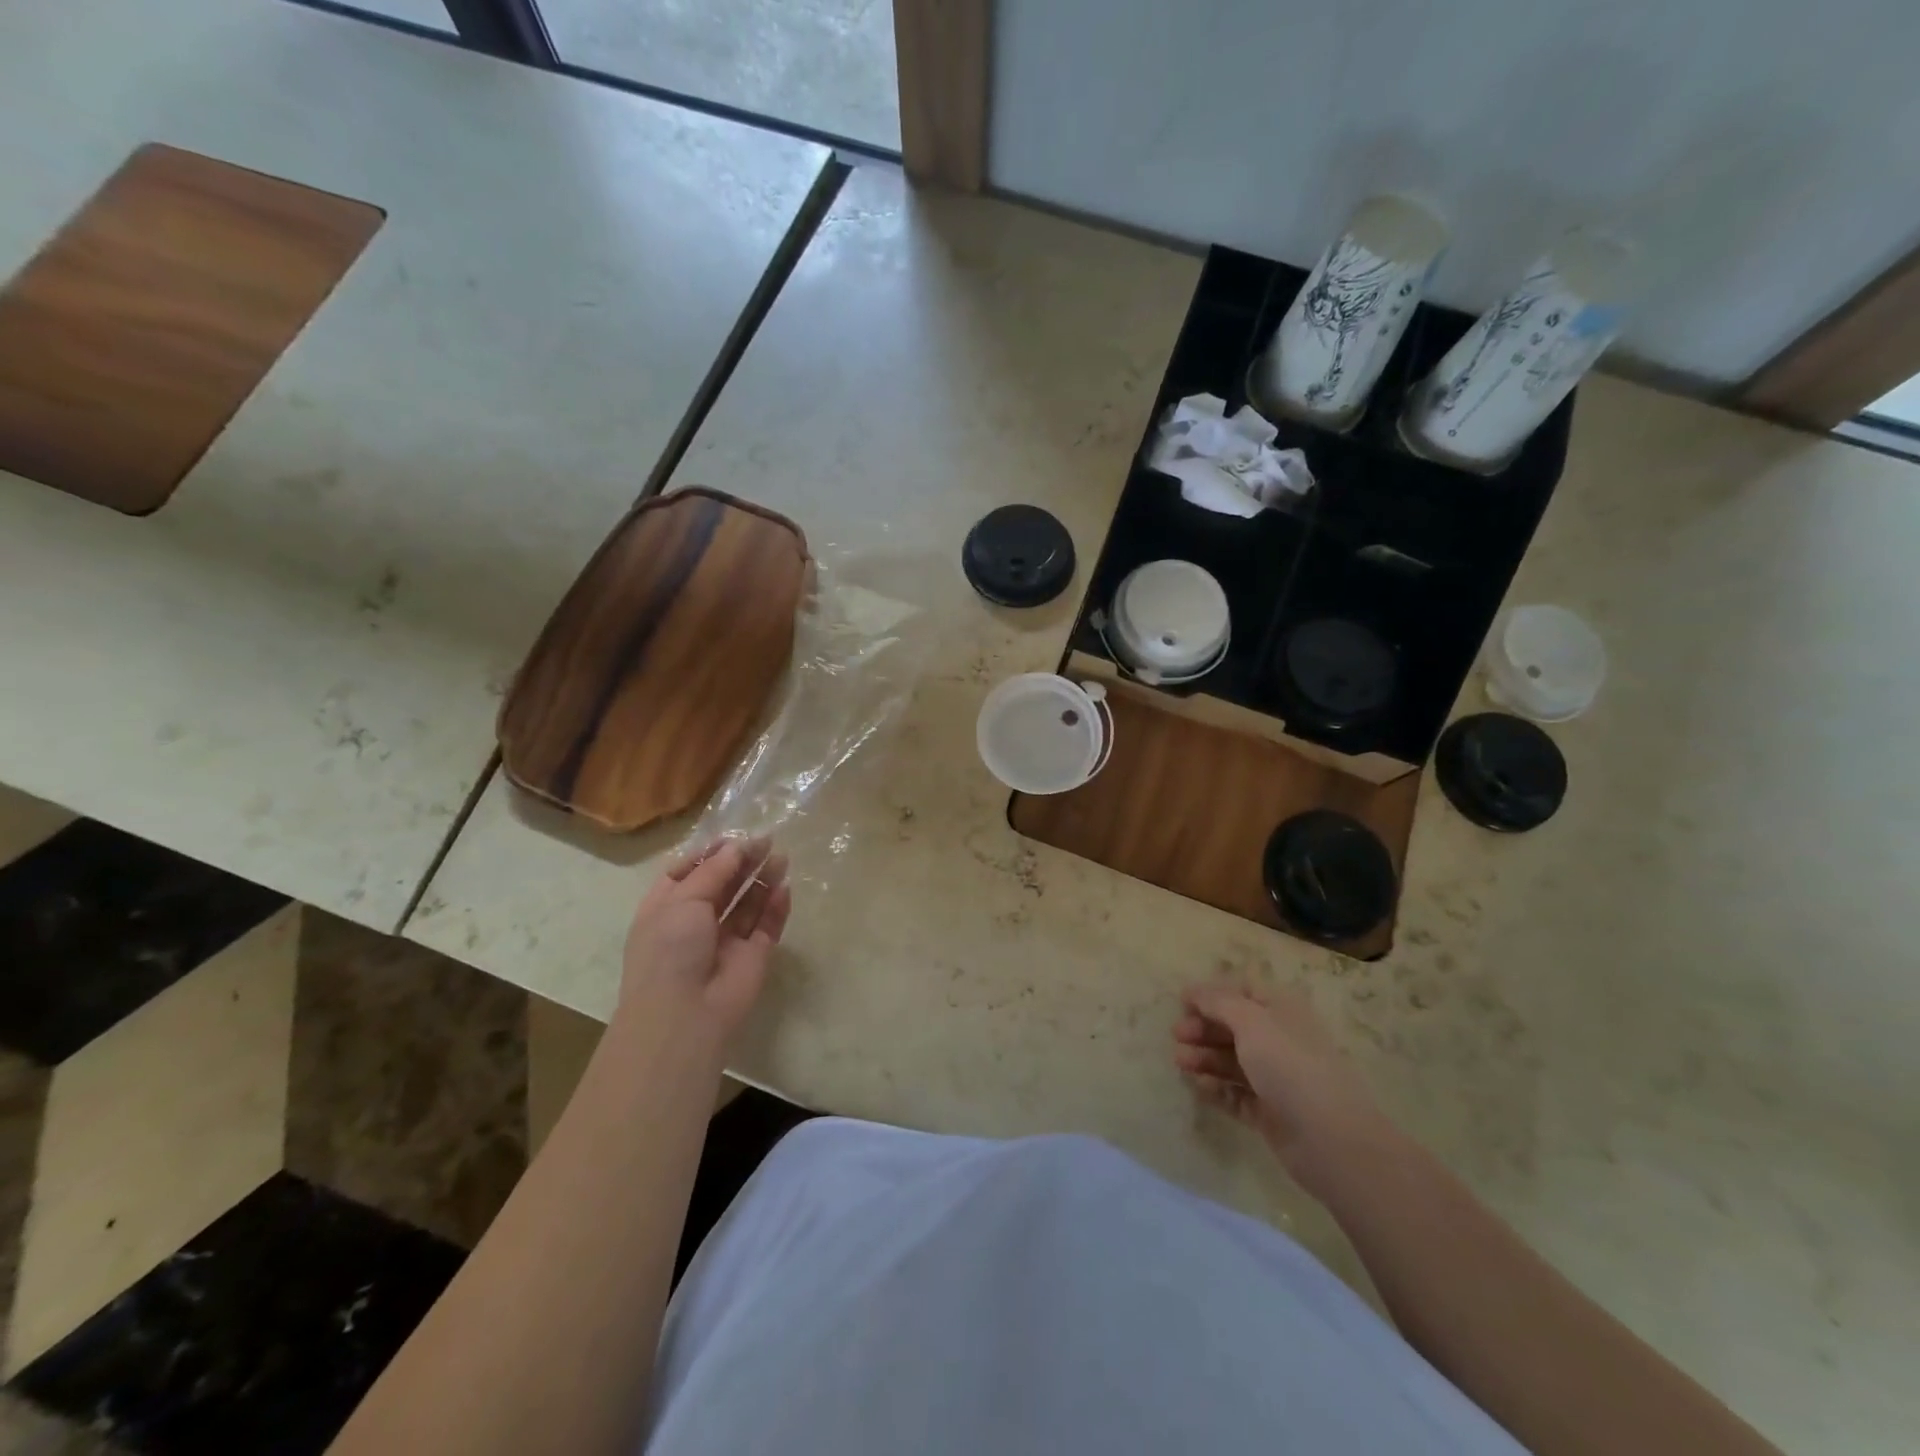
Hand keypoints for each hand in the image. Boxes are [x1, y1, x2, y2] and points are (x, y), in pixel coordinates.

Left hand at [616, 837, 791, 1053]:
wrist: (685, 1014)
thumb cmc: (670, 949)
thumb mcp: (683, 899)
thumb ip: (715, 870)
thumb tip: (737, 846)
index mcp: (666, 908)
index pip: (686, 873)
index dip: (708, 854)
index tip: (732, 838)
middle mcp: (695, 923)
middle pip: (722, 885)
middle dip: (742, 862)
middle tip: (766, 840)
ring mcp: (726, 941)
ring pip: (747, 903)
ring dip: (762, 879)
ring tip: (781, 856)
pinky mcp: (753, 956)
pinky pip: (767, 926)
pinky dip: (776, 907)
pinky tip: (785, 887)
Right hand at [1172, 984, 1393, 1194]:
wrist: (1331, 1141)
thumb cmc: (1290, 1067)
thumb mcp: (1251, 1021)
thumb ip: (1219, 1002)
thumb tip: (1193, 990)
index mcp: (1282, 1011)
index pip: (1243, 992)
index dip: (1212, 994)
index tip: (1181, 1002)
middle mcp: (1280, 1040)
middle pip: (1234, 1026)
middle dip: (1204, 1027)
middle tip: (1177, 1035)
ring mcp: (1276, 1078)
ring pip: (1232, 1060)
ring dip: (1205, 1057)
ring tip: (1180, 1063)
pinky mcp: (1270, 1112)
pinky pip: (1236, 1094)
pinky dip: (1216, 1089)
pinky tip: (1198, 1087)